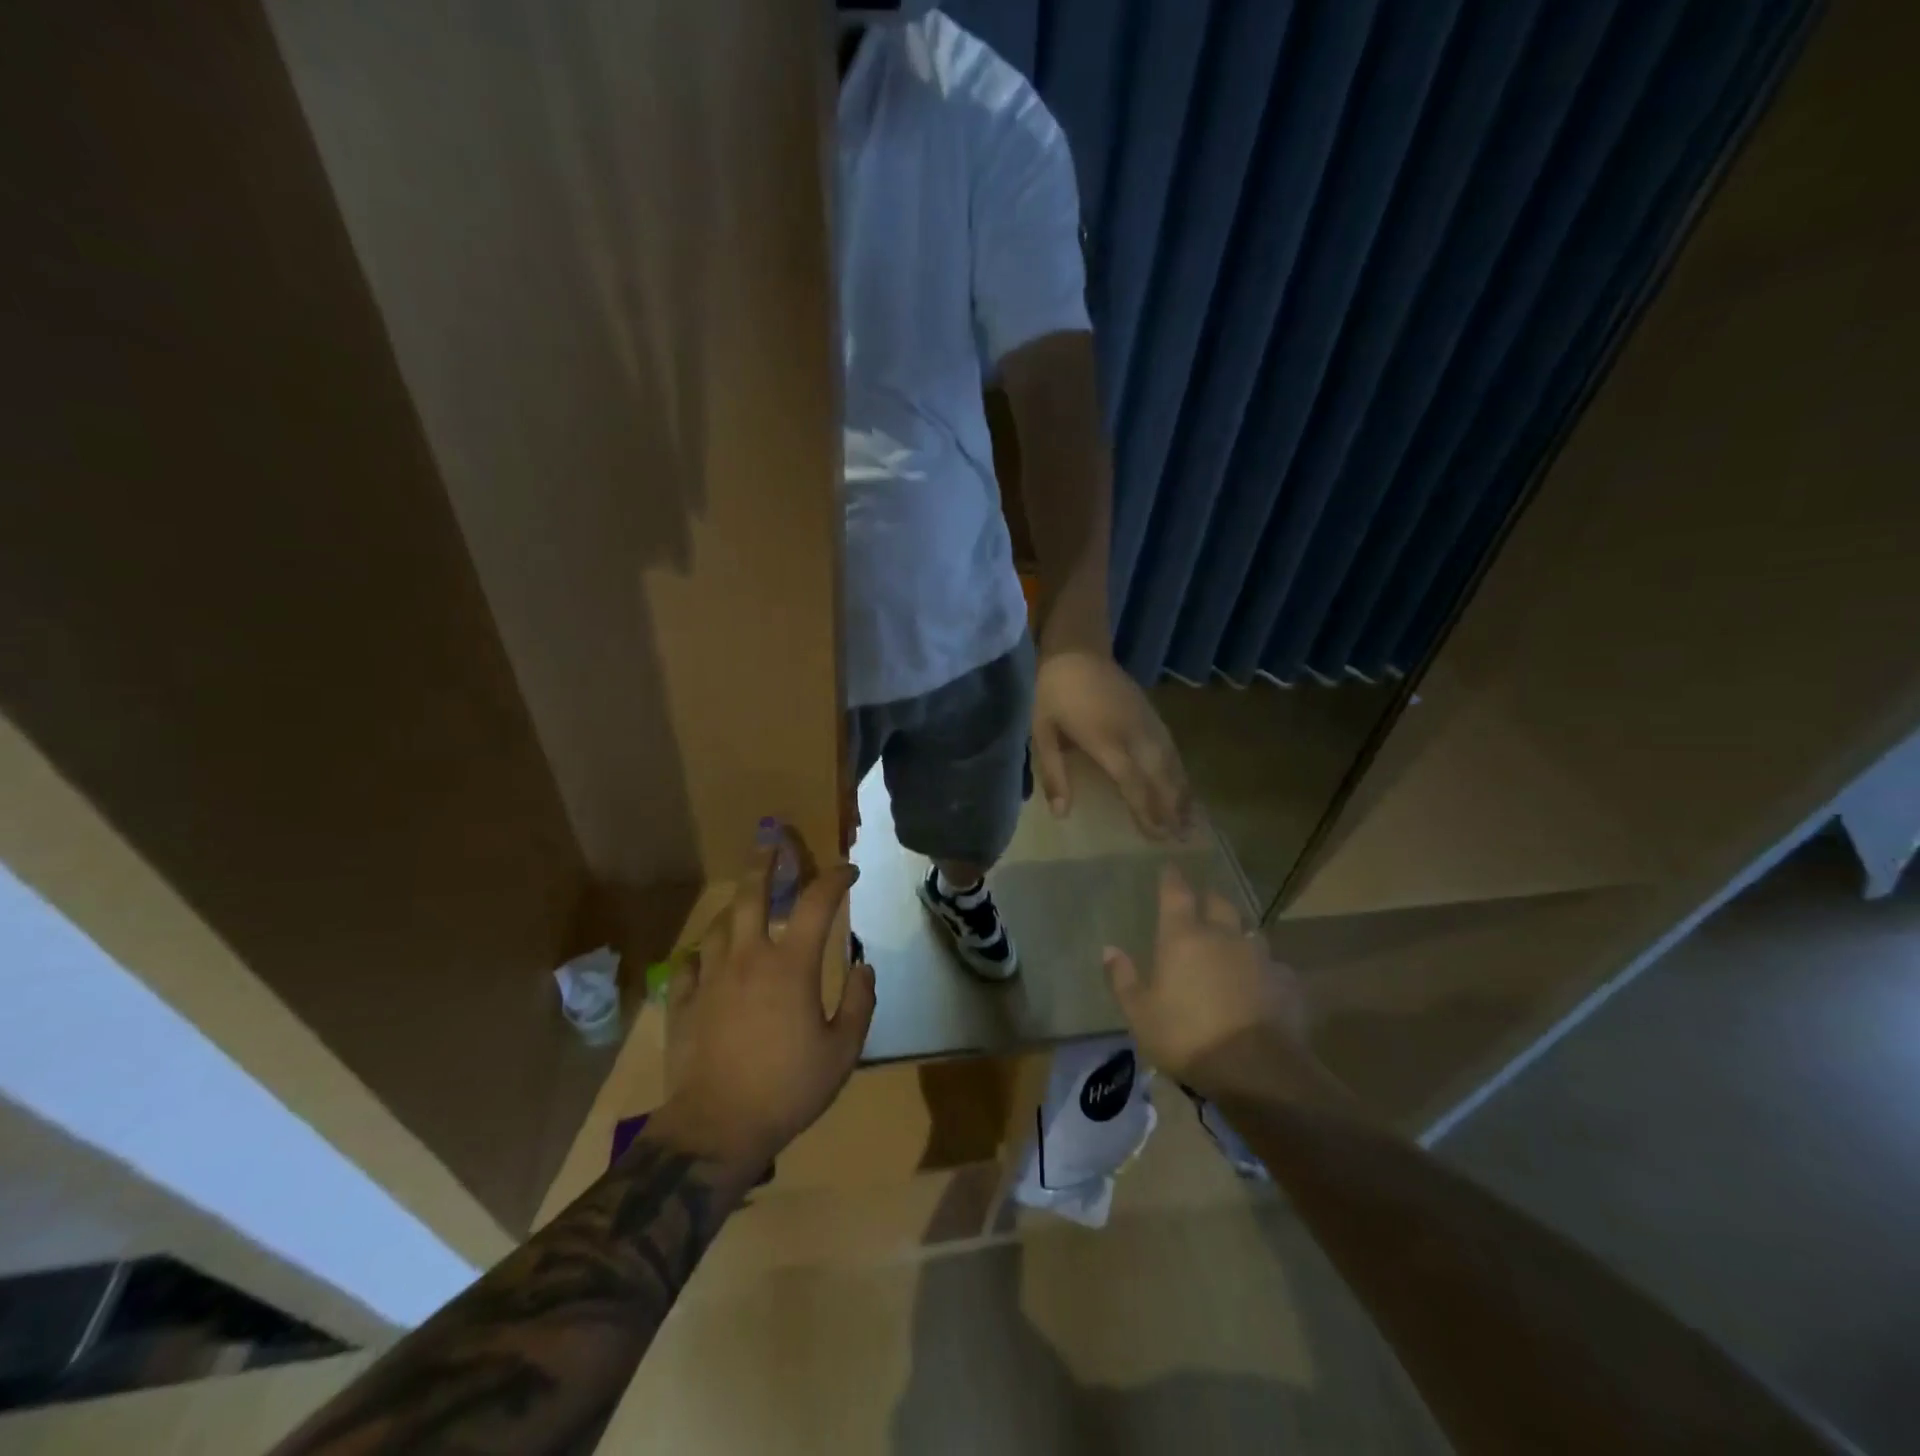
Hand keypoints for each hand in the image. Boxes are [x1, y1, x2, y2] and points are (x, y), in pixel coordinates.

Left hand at [655, 845, 875, 1167]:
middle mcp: (748, 958)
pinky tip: (708, 957)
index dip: (836, 879)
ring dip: (735, 907)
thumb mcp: (843, 1051)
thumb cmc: (788, 1089)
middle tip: (772, 843)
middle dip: (766, 863)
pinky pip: (689, 964)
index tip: (848, 872)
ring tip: (744, 902)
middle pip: (752, 894)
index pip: (818, 903)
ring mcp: (710, 978)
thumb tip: (864, 966)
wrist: (717, 1129)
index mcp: (791, 965)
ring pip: (719, 925)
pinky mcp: (683, 1003)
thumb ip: (860, 1003)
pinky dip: (702, 954)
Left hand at [1032, 647, 1191, 837]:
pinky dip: (1179, 768)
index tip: (1158, 836)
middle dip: (1172, 807)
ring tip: (1191, 819)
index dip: (1146, 810)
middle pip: (1160, 776)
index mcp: (1106, 741)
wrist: (1076, 649)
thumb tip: (1061, 814)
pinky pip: (1171, 745)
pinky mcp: (1151, 711)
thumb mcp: (1042, 733)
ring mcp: (1146, 721)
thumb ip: (1054, 775)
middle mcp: (1134, 733)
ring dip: (1181, 790)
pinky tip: (1182, 782)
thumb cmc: (1052, 692)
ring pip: (1171, 761)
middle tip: (1183, 837)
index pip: (1133, 783)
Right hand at [1102, 865, 1316, 1105]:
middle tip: (1202, 903)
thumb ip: (1124, 979)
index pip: (1176, 894)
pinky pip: (1273, 967)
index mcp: (1183, 938)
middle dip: (1209, 899)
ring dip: (1239, 934)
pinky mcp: (1286, 982)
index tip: (1170, 866)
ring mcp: (1259, 957)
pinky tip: (1262, 985)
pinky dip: (1264, 970)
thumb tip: (1109, 949)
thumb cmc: (1187, 1037)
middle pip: (1219, 903)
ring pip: (1249, 932)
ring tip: (1233, 945)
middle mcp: (1223, 936)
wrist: (1257, 1070)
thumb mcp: (1140, 1014)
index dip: (1172, 878)